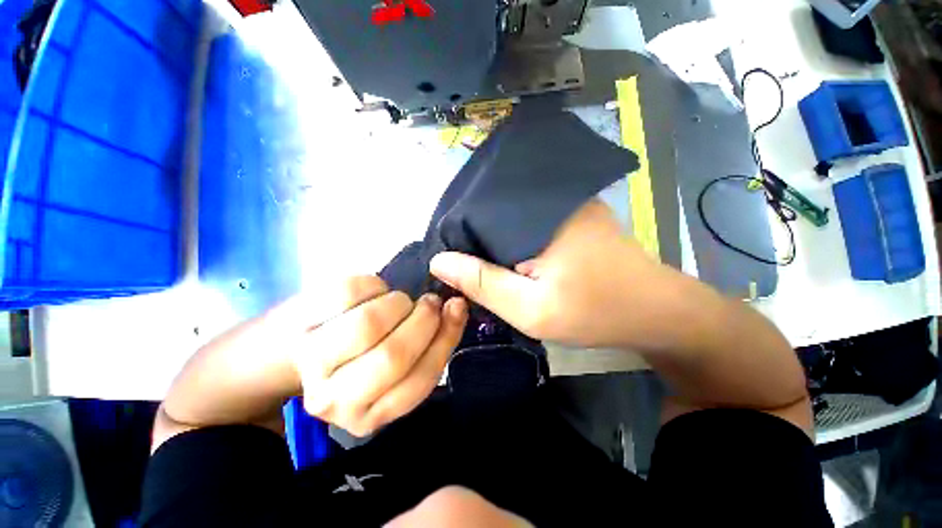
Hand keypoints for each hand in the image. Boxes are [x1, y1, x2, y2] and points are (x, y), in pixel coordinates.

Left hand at [291, 276, 466, 436]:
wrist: (300, 350)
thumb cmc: (362, 357)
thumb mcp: (402, 363)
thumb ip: (434, 342)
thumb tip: (456, 306)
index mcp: (368, 415)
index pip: (419, 380)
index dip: (445, 337)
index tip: (455, 308)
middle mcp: (334, 399)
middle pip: (392, 355)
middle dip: (422, 320)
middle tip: (429, 303)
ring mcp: (312, 360)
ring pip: (369, 323)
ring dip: (397, 303)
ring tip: (399, 302)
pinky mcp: (299, 320)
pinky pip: (349, 291)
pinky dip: (374, 284)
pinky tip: (375, 292)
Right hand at [429, 200, 677, 349]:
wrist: (656, 310)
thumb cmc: (594, 312)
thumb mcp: (530, 309)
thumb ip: (483, 283)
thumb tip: (440, 261)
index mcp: (534, 217)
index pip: (476, 219)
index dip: (457, 242)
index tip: (449, 266)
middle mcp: (547, 200)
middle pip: (492, 216)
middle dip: (475, 241)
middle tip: (463, 269)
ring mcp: (563, 203)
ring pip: (510, 219)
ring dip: (495, 240)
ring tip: (481, 262)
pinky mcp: (572, 213)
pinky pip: (528, 222)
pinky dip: (514, 237)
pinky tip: (510, 254)